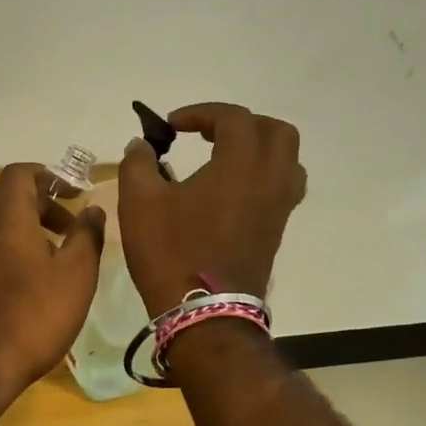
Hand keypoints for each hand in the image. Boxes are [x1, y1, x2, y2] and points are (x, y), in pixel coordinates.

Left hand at [0, 163, 105, 393]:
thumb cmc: (32, 314)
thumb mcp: (76, 274)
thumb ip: (87, 236)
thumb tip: (93, 210)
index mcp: (6, 214)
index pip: (21, 173)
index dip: (49, 176)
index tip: (74, 193)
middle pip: (7, 196)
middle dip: (40, 202)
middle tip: (71, 224)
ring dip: (27, 227)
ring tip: (58, 253)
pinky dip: (12, 247)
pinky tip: (34, 279)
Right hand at [118, 102, 305, 315]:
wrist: (203, 313)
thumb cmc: (170, 251)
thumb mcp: (139, 202)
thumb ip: (138, 163)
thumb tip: (140, 145)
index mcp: (239, 164)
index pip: (233, 118)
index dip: (201, 112)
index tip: (171, 125)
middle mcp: (270, 179)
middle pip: (275, 132)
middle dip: (241, 124)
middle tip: (207, 134)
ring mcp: (278, 207)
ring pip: (287, 159)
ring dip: (259, 148)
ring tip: (224, 158)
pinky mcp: (276, 230)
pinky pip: (282, 187)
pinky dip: (262, 175)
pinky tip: (231, 191)